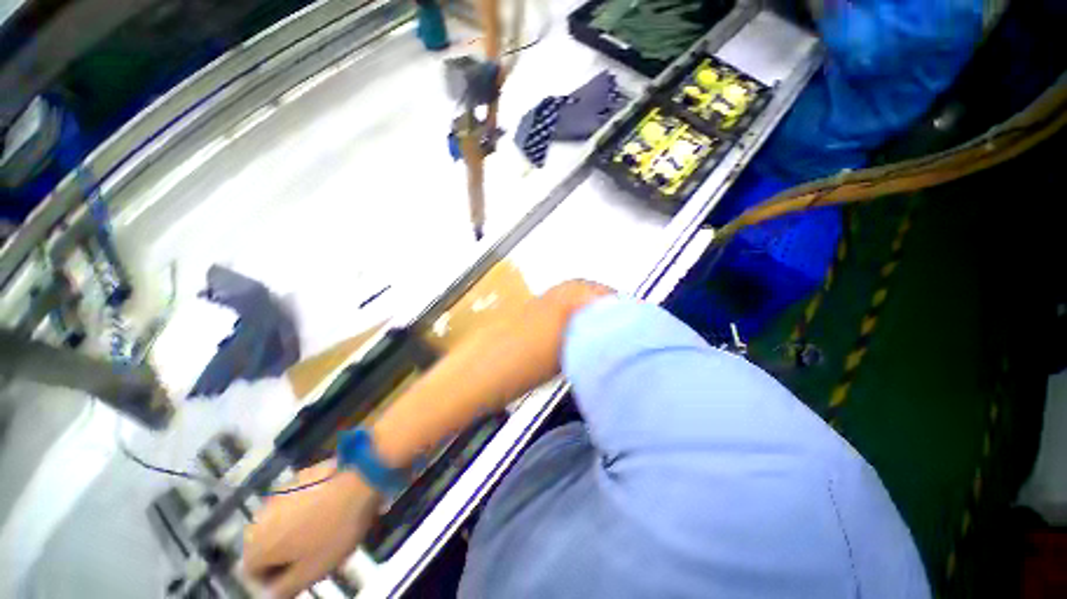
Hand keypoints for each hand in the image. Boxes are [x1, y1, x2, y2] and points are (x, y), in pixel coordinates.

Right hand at [243, 461, 381, 597]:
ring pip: (282, 524)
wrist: (360, 479)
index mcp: (256, 543)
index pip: (253, 573)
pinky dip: (307, 511)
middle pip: (267, 546)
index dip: (277, 579)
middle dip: (288, 555)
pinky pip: (296, 503)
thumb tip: (270, 595)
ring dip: (297, 533)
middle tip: (317, 556)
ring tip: (327, 534)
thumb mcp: (311, 571)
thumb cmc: (335, 530)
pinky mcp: (300, 476)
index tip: (302, 575)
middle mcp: (259, 516)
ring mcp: (279, 492)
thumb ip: (284, 589)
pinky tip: (330, 511)